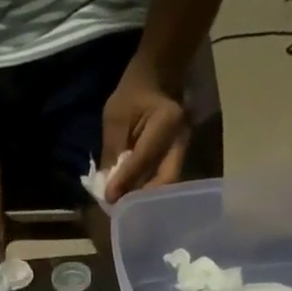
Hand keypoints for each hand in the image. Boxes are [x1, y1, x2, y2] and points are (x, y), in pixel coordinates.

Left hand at [100, 65, 189, 201]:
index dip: (125, 180)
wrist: (158, 79)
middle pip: (166, 180)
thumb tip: (108, 187)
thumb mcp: (115, 117)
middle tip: (122, 211)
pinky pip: (165, 181)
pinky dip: (150, 192)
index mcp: (167, 121)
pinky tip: (135, 199)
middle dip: (143, 199)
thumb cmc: (133, 94)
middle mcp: (181, 139)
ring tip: (126, 208)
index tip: (109, 198)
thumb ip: (112, 151)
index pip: (144, 158)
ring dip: (147, 199)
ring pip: (168, 184)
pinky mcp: (179, 158)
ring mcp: (184, 150)